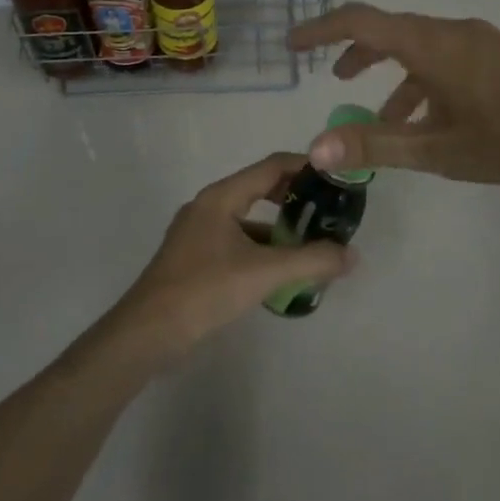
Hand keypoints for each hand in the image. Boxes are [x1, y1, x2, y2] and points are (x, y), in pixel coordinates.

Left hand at [102, 152, 356, 363]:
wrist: (147, 333)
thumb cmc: (204, 291)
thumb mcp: (264, 274)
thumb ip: (311, 261)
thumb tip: (352, 255)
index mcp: (221, 198)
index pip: (271, 167)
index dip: (305, 167)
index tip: (337, 176)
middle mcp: (209, 207)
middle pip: (260, 189)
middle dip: (296, 199)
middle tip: (330, 211)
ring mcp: (199, 233)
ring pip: (249, 220)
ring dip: (281, 229)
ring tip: (314, 245)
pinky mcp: (196, 258)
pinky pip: (238, 242)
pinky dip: (263, 250)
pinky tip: (282, 273)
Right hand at [287, 3, 499, 188]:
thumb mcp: (436, 149)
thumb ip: (375, 145)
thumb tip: (316, 149)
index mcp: (430, 45)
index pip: (361, 22)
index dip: (321, 30)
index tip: (293, 45)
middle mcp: (451, 32)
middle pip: (390, 31)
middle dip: (355, 53)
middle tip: (331, 76)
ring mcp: (479, 43)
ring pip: (419, 49)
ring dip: (391, 75)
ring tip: (377, 116)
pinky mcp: (498, 57)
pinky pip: (445, 60)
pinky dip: (422, 84)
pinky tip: (426, 122)